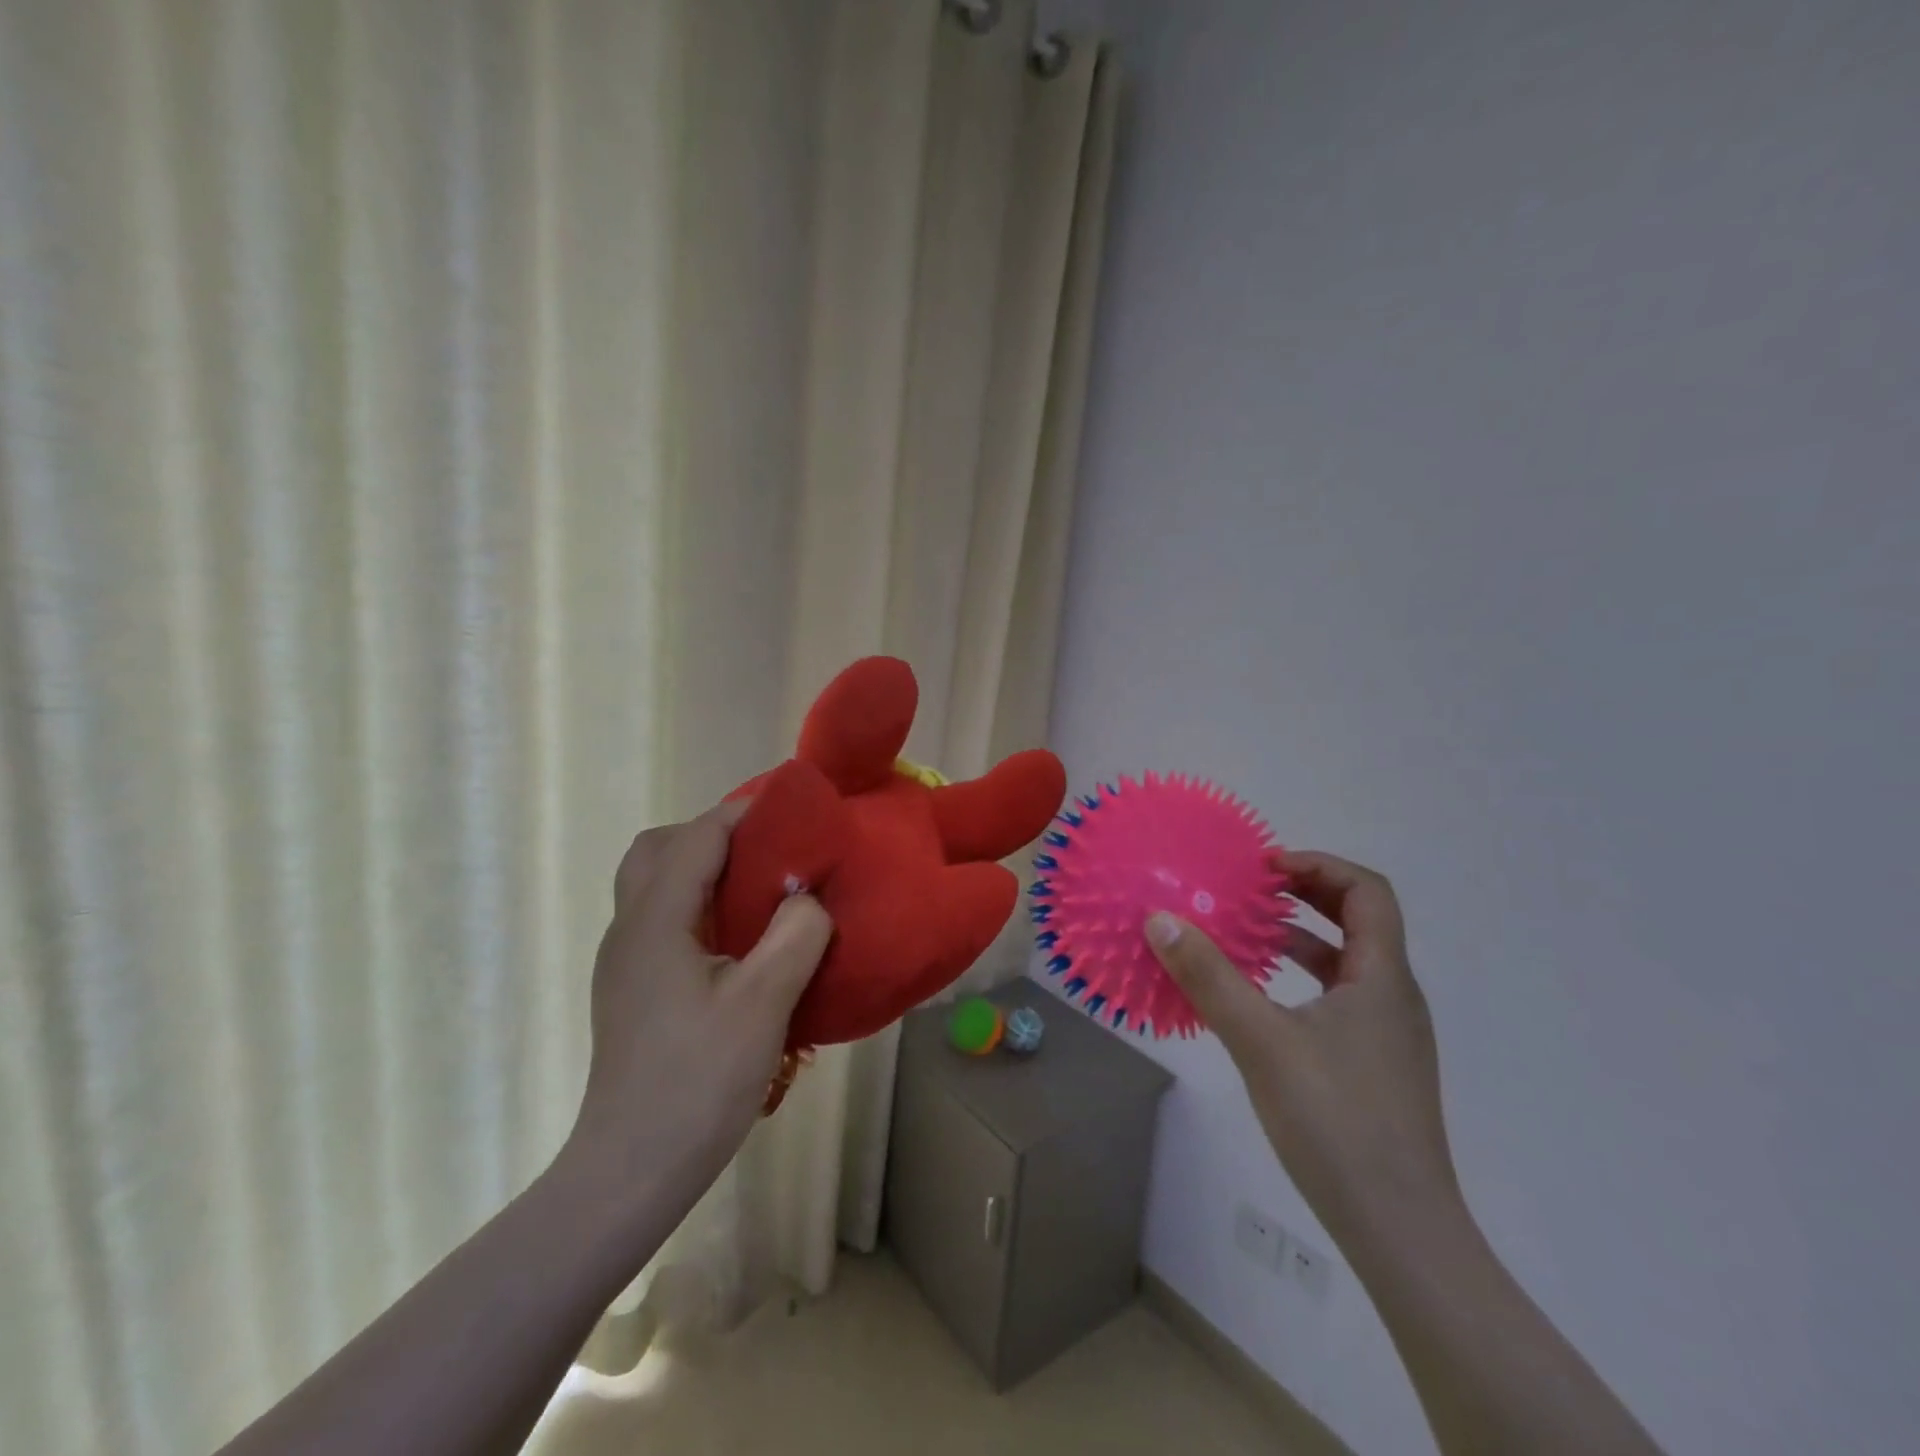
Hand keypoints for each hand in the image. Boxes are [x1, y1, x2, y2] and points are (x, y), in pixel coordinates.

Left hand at [568, 800, 833, 1195]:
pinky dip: (699, 904)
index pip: (697, 838)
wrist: (632, 1171)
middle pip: (658, 849)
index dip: (742, 812)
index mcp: (656, 920)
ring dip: (702, 869)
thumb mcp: (765, 1002)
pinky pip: (663, 918)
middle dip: (711, 834)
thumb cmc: (698, 1081)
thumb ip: (796, 934)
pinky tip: (738, 940)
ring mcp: (626, 961)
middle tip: (765, 850)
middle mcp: (630, 929)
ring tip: (758, 889)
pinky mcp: (633, 989)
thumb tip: (807, 899)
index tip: (790, 806)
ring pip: (655, 884)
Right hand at [1145, 850, 1458, 1242]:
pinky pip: (1339, 997)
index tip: (1264, 867)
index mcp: (1382, 978)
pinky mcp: (1373, 1065)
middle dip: (1306, 893)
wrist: (1399, 1230)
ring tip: (1248, 933)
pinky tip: (1261, 998)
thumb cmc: (1335, 1122)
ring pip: (1348, 961)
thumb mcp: (1260, 1041)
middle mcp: (1393, 996)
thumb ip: (1209, 977)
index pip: (1368, 891)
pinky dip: (1302, 977)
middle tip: (1252, 888)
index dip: (1318, 865)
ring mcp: (1386, 1034)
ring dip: (1301, 936)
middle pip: (1360, 919)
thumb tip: (1161, 919)